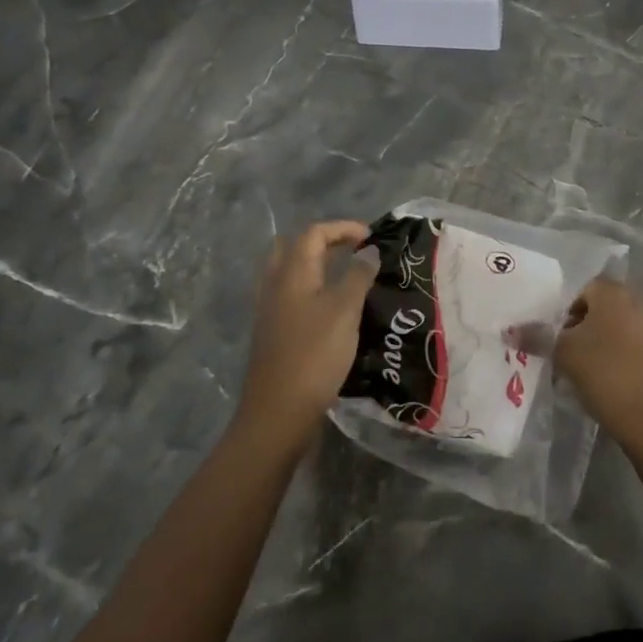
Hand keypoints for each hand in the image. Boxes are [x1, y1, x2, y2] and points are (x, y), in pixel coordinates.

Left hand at [238, 221, 378, 450]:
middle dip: (325, 243)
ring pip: (291, 273)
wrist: (279, 413)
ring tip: (347, 277)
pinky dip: (312, 290)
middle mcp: (275, 285)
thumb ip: (358, 276)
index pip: (314, 233)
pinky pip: (291, 296)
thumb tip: (369, 251)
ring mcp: (270, 310)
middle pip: (295, 248)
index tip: (372, 238)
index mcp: (292, 273)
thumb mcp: (345, 310)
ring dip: (317, 267)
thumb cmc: (314, 355)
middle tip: (353, 251)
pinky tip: (332, 309)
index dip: (343, 228)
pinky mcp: (273, 333)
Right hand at [554, 277, 642, 451]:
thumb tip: (509, 331)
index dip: (568, 312)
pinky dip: (622, 356)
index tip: (560, 338)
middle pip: (603, 307)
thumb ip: (537, 337)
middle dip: (585, 327)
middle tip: (570, 354)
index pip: (584, 289)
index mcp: (614, 293)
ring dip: (603, 342)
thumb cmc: (606, 374)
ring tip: (588, 372)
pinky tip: (612, 382)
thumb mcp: (564, 354)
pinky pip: (636, 345)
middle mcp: (639, 301)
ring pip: (620, 327)